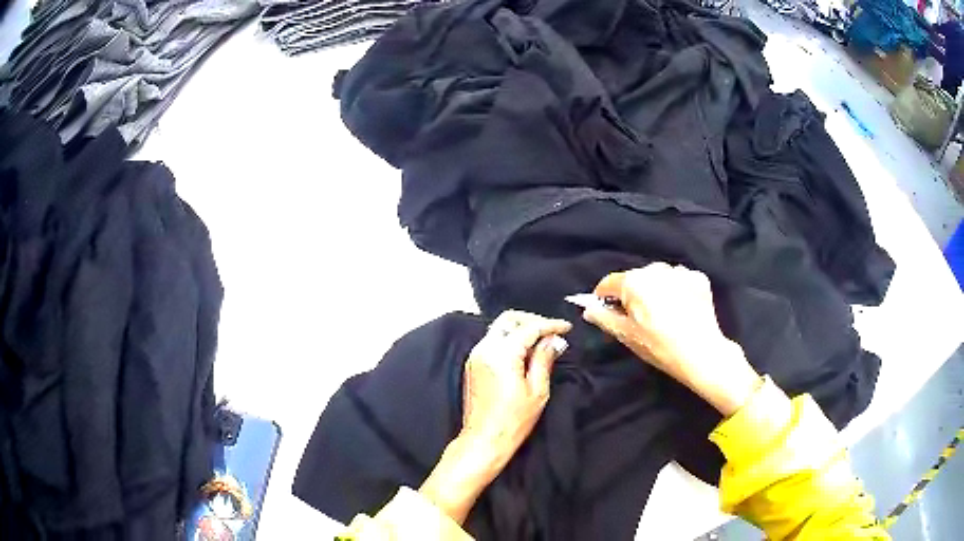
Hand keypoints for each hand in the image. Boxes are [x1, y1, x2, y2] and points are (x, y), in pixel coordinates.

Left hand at [419, 311, 570, 523]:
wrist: (483, 440)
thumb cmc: (513, 420)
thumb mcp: (537, 390)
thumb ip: (544, 359)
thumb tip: (554, 340)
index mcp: (501, 353)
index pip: (528, 328)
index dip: (550, 325)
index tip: (567, 328)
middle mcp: (484, 348)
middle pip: (508, 320)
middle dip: (532, 321)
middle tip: (552, 332)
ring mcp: (475, 356)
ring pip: (499, 329)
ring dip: (520, 329)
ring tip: (542, 342)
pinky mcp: (473, 364)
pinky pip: (493, 341)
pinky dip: (510, 339)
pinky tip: (525, 352)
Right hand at [582, 263, 759, 416]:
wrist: (701, 353)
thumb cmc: (658, 346)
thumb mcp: (625, 335)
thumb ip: (603, 318)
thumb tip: (589, 309)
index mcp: (634, 281)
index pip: (609, 283)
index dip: (603, 297)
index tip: (604, 310)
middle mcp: (656, 269)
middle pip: (635, 279)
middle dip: (632, 294)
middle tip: (637, 318)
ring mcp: (680, 272)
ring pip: (659, 278)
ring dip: (656, 291)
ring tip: (662, 314)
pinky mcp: (699, 278)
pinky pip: (680, 281)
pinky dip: (677, 291)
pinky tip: (681, 310)